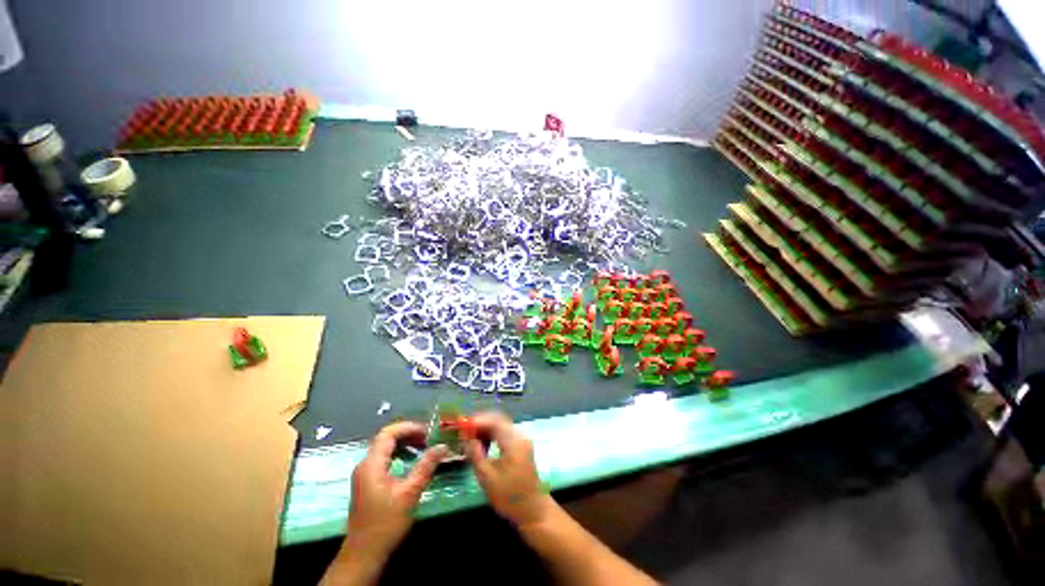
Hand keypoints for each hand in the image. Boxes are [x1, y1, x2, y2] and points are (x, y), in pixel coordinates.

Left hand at [336, 422, 446, 574]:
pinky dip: (398, 454)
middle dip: (408, 434)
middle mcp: (365, 465)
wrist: (364, 554)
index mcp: (372, 464)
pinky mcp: (367, 482)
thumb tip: (443, 446)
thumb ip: (426, 466)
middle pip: (386, 438)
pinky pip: (383, 458)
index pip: (388, 433)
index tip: (428, 431)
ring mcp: (364, 474)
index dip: (409, 428)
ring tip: (423, 446)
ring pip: (384, 448)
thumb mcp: (410, 493)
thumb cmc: (386, 523)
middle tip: (429, 438)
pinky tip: (411, 460)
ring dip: (404, 443)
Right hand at [465, 412, 554, 528]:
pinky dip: (494, 435)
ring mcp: (523, 439)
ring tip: (471, 439)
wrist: (534, 510)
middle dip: (481, 423)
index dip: (477, 421)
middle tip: (465, 431)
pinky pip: (505, 433)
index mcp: (513, 441)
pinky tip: (484, 445)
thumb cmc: (509, 497)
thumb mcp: (487, 477)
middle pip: (498, 420)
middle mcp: (520, 435)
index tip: (462, 425)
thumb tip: (466, 437)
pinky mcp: (522, 445)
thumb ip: (476, 454)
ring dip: (487, 429)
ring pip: (502, 425)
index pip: (494, 422)